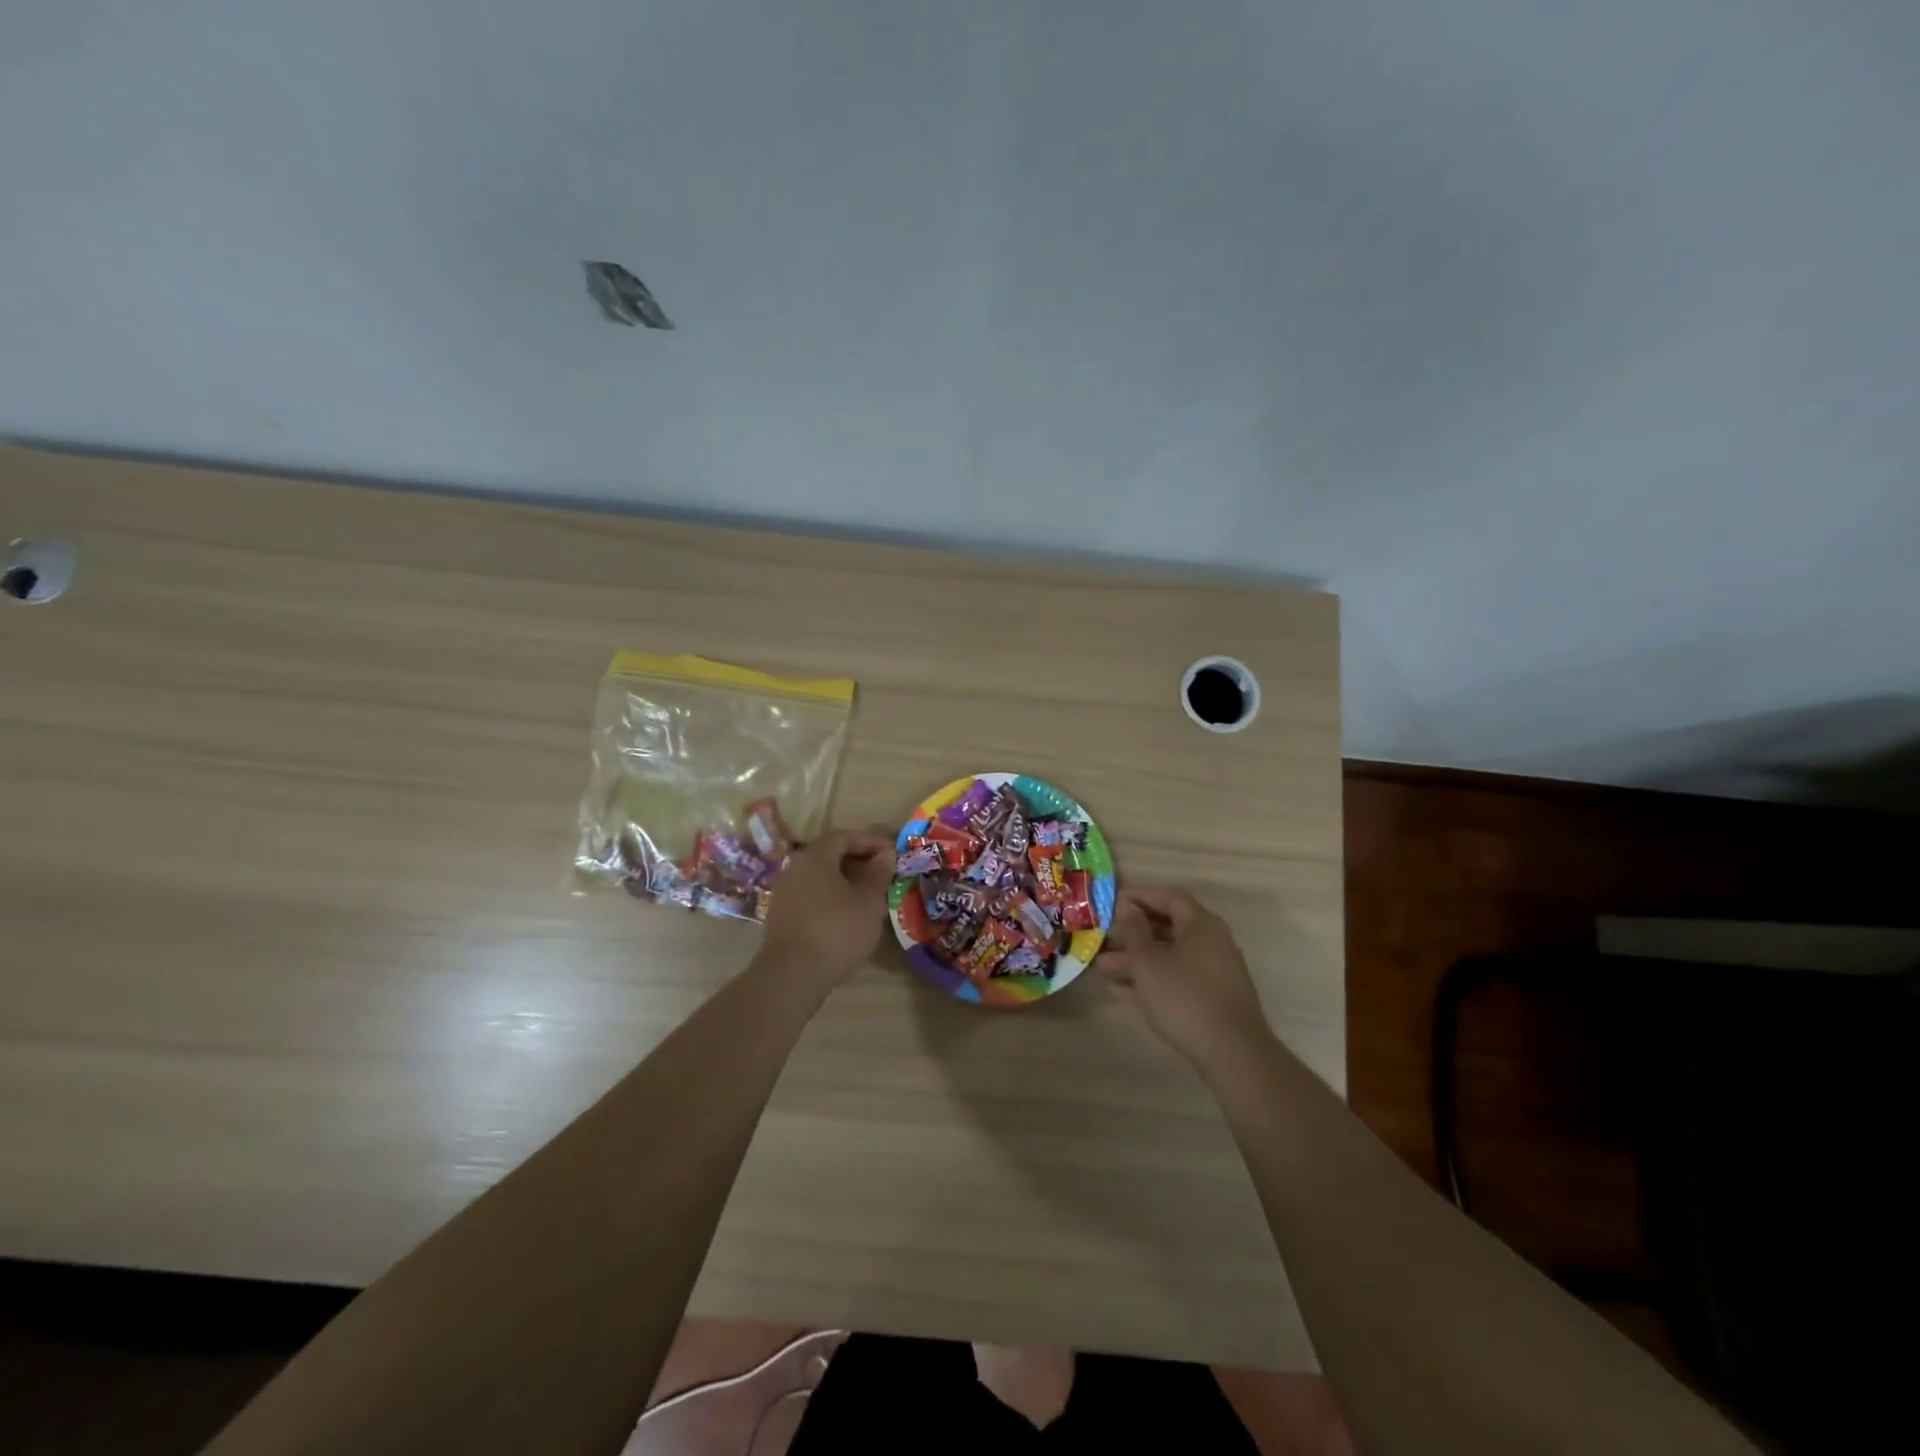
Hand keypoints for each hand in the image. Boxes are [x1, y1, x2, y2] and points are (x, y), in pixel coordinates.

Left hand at [756, 825, 894, 993]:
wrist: (792, 975)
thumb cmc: (837, 930)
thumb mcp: (868, 901)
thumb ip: (878, 873)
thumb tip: (885, 855)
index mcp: (815, 857)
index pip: (844, 836)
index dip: (870, 841)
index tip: (892, 853)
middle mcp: (795, 869)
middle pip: (829, 855)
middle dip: (858, 861)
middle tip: (882, 875)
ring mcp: (784, 894)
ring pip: (820, 878)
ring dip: (845, 882)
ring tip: (869, 897)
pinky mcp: (781, 917)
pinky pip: (811, 896)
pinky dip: (831, 898)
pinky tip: (847, 916)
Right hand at [1099, 887, 1269, 1068]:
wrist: (1232, 1053)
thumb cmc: (1184, 997)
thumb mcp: (1148, 962)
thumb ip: (1135, 932)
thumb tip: (1128, 909)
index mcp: (1201, 925)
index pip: (1169, 898)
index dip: (1140, 896)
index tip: (1113, 902)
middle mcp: (1211, 942)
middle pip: (1168, 927)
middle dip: (1133, 932)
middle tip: (1105, 938)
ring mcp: (1213, 972)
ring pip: (1169, 956)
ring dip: (1136, 959)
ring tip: (1103, 967)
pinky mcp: (1211, 999)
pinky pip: (1176, 979)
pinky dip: (1151, 980)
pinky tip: (1119, 991)